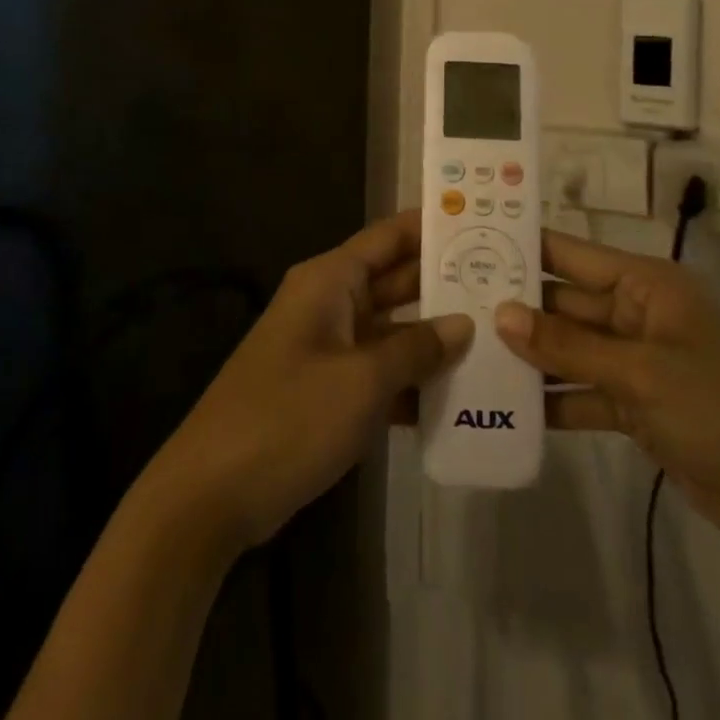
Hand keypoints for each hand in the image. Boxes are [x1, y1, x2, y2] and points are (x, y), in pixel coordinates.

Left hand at [143, 212, 471, 555]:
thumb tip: (463, 324)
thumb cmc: (288, 417)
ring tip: (499, 339)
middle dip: (445, 285)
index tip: (483, 225)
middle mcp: (330, 303)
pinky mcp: (328, 390)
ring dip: (435, 338)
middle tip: (508, 286)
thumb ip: (415, 349)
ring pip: (392, 330)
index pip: (390, 238)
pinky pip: (379, 372)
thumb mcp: (361, 380)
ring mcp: (328, 348)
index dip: (433, 228)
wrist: (211, 494)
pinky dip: (412, 381)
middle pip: (396, 282)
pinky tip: (461, 398)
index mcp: (331, 281)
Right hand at [496, 230, 719, 553]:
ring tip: (468, 354)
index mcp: (644, 284)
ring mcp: (634, 360)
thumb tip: (499, 314)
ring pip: (569, 348)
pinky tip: (506, 405)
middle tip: (454, 305)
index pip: (572, 255)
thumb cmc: (715, 408)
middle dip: (517, 307)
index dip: (525, 248)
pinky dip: (553, 399)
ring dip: (529, 355)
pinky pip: (582, 391)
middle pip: (565, 303)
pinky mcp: (634, 404)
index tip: (470, 244)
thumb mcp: (638, 372)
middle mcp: (636, 313)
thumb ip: (566, 345)